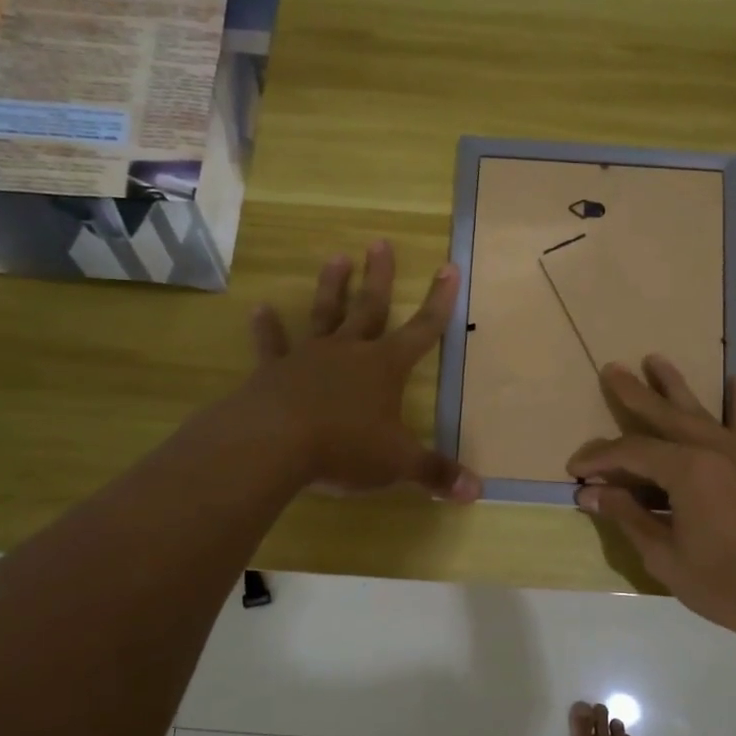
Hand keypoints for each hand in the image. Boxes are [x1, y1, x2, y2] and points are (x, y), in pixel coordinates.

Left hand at [244, 241, 480, 501]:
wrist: (274, 444)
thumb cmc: (345, 448)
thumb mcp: (398, 463)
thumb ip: (435, 474)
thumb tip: (477, 492)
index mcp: (385, 368)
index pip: (422, 329)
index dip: (439, 301)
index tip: (449, 267)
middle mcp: (349, 352)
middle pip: (370, 307)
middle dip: (380, 277)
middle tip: (380, 243)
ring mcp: (309, 358)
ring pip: (324, 314)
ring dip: (331, 287)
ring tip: (336, 257)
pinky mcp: (274, 372)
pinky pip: (272, 345)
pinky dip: (267, 328)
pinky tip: (258, 308)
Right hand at [566, 356, 735, 653]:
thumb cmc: (726, 585)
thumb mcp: (665, 556)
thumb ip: (628, 517)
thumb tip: (590, 493)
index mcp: (688, 470)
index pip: (632, 452)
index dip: (600, 459)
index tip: (575, 471)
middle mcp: (714, 449)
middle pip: (664, 415)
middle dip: (634, 394)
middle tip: (611, 369)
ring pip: (701, 412)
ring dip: (675, 386)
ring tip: (655, 359)